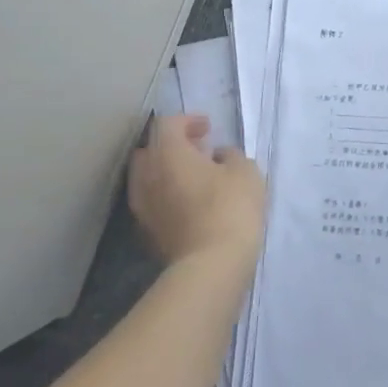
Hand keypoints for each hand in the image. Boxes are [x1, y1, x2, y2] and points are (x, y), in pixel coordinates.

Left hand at [128, 115, 264, 269]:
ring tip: (195, 179)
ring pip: (147, 178)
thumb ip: (231, 155)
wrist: (211, 266)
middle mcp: (146, 176)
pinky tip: (190, 204)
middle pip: (150, 149)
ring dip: (167, 172)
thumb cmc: (230, 208)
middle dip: (171, 145)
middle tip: (198, 151)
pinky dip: (166, 196)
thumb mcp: (245, 172)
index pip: (167, 124)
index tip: (209, 128)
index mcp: (167, 153)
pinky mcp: (147, 233)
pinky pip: (152, 202)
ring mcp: (142, 207)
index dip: (188, 120)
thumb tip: (218, 156)